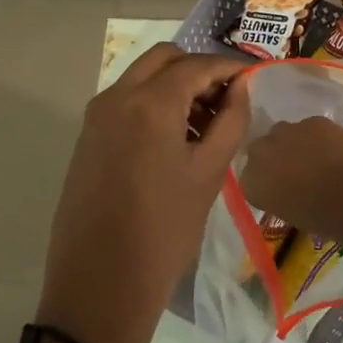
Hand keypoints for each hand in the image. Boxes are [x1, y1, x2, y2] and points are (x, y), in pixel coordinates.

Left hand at [37, 43, 252, 342]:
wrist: (100, 284)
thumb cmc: (164, 229)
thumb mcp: (209, 173)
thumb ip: (230, 121)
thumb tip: (240, 88)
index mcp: (149, 103)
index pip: (197, 65)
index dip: (229, 68)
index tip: (254, 79)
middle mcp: (116, 97)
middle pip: (164, 58)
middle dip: (199, 69)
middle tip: (228, 98)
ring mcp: (96, 116)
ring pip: (143, 77)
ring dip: (175, 85)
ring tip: (207, 123)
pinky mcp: (88, 138)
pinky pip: (126, 102)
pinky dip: (154, 103)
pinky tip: (176, 138)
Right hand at [240, 117, 342, 244]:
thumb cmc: (323, 218)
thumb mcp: (290, 215)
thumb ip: (278, 196)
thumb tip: (287, 188)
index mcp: (251, 182)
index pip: (249, 177)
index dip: (265, 180)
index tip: (278, 188)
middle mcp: (260, 153)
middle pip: (261, 149)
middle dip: (274, 156)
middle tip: (294, 170)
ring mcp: (286, 132)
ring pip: (284, 134)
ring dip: (294, 143)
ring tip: (316, 158)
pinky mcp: (312, 120)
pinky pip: (309, 127)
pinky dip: (317, 137)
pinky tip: (333, 149)